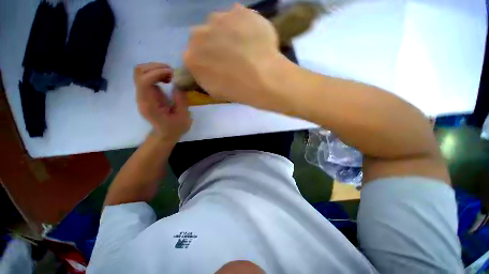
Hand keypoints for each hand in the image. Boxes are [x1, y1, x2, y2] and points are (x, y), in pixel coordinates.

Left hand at [134, 63, 191, 143]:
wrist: (165, 134)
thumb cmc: (175, 128)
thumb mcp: (183, 116)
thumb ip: (181, 100)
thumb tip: (178, 83)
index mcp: (149, 104)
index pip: (144, 81)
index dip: (157, 73)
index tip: (172, 74)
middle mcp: (142, 96)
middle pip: (139, 72)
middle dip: (156, 67)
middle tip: (172, 73)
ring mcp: (142, 93)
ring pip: (141, 71)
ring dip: (156, 69)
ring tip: (171, 76)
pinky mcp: (146, 92)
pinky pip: (146, 76)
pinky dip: (157, 73)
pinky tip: (167, 79)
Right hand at [184, 4, 285, 109]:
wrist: (261, 79)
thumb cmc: (237, 90)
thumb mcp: (215, 91)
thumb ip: (205, 76)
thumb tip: (208, 67)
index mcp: (191, 57)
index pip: (195, 56)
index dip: (208, 60)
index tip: (219, 65)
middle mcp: (199, 34)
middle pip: (205, 36)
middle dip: (215, 44)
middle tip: (232, 56)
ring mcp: (219, 19)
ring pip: (220, 24)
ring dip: (229, 32)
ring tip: (245, 47)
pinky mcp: (239, 11)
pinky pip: (239, 17)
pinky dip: (244, 26)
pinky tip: (254, 39)